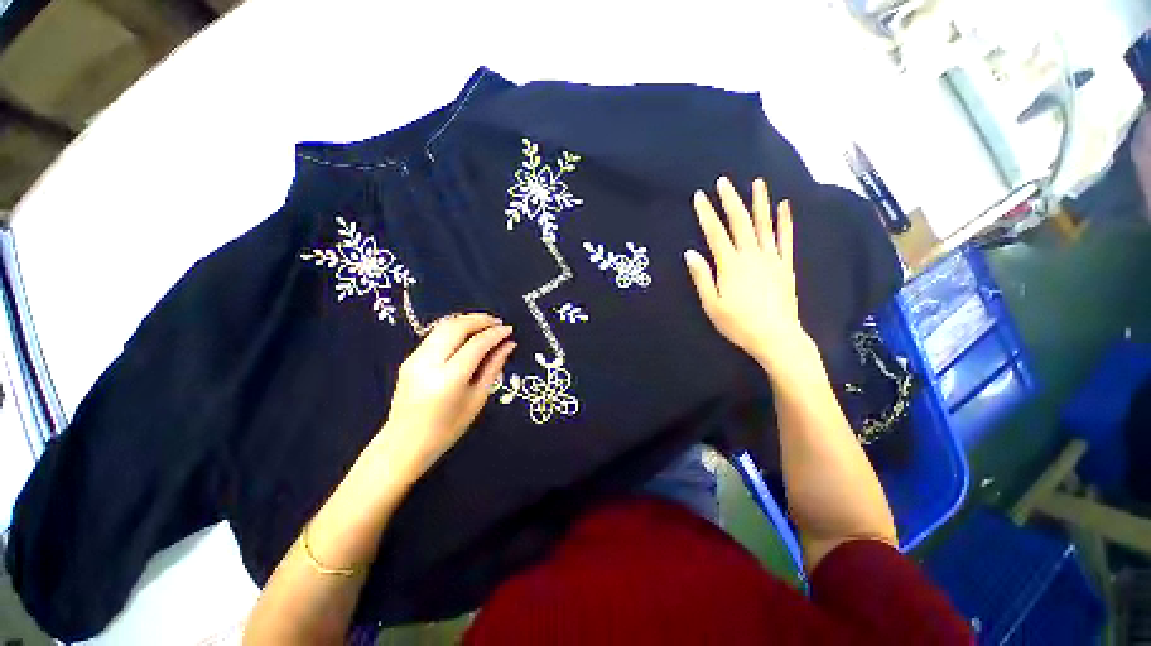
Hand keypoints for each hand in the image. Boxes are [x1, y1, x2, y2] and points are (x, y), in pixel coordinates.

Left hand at [375, 313, 515, 481]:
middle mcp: (429, 362)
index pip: (476, 344)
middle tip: (498, 323)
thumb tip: (509, 344)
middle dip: (480, 320)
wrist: (403, 445)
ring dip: (467, 321)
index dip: (495, 334)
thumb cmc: (447, 429)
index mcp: (449, 378)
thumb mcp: (477, 399)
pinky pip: (435, 335)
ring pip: (444, 326)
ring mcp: (415, 358)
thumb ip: (493, 367)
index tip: (509, 329)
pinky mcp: (409, 358)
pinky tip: (467, 335)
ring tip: (486, 325)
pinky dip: (455, 328)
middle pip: (456, 327)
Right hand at [684, 176, 812, 373]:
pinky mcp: (785, 265)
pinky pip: (785, 238)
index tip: (699, 196)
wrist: (776, 337)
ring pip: (764, 224)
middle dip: (730, 200)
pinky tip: (784, 206)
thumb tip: (690, 253)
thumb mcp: (711, 304)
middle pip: (740, 222)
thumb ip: (701, 277)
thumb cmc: (738, 324)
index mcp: (730, 265)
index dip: (706, 213)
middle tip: (724, 181)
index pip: (715, 233)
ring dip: (760, 202)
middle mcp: (751, 255)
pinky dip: (785, 221)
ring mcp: (772, 258)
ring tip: (757, 182)